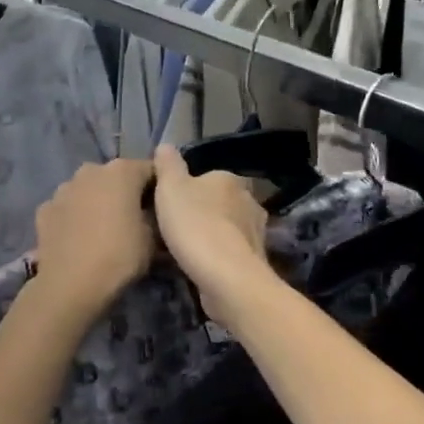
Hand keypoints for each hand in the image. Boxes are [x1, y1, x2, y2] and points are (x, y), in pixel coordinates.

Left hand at [30, 159, 157, 323]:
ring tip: (104, 231)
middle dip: (125, 193)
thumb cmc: (120, 256)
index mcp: (122, 171)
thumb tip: (150, 216)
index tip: (164, 209)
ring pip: (88, 190)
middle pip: (116, 177)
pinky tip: (79, 239)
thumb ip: (154, 218)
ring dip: (97, 203)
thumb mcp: (153, 240)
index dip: (159, 189)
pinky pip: (68, 208)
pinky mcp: (44, 209)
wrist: (70, 285)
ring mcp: (64, 188)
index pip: (151, 170)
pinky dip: (74, 217)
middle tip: (134, 220)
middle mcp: (91, 170)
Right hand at [151, 145, 270, 325]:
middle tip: (177, 227)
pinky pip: (232, 252)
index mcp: (230, 178)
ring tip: (187, 250)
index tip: (172, 204)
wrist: (227, 277)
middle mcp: (249, 200)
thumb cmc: (195, 225)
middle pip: (220, 202)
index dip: (189, 189)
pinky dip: (219, 257)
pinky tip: (202, 267)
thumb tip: (166, 145)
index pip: (208, 177)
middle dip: (203, 212)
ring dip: (212, 236)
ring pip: (228, 228)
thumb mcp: (170, 187)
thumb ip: (168, 165)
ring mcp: (257, 232)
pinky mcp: (256, 261)